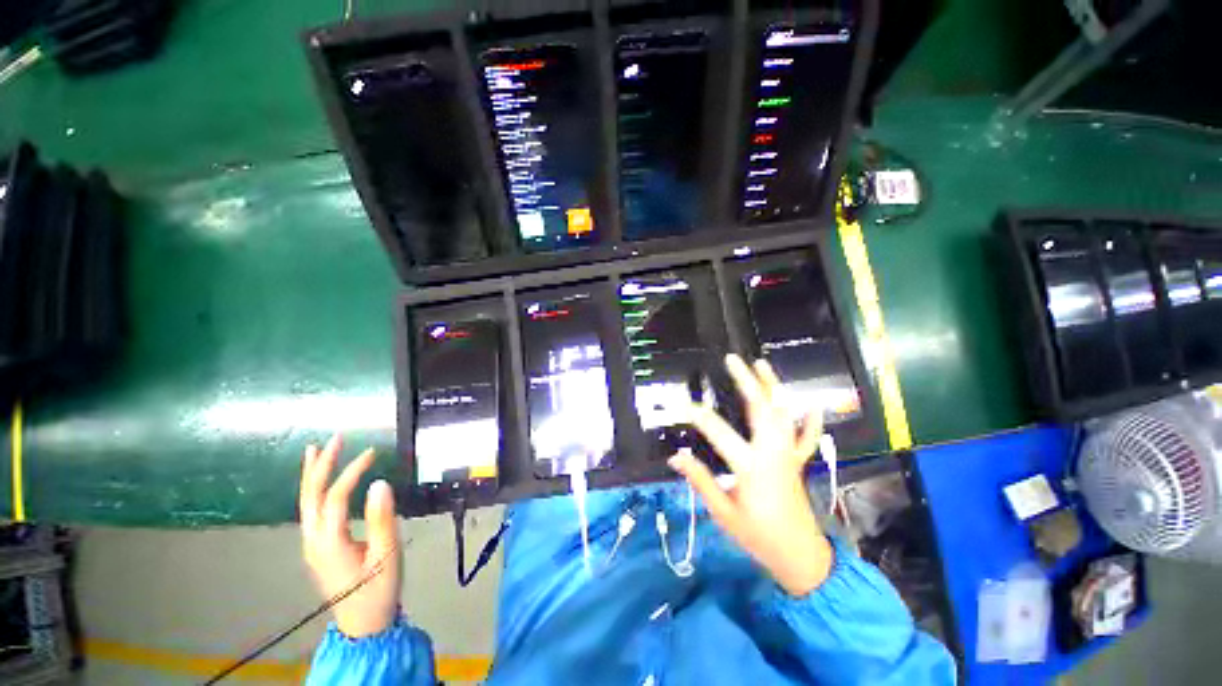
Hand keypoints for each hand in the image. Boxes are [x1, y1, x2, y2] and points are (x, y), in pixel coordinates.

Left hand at [299, 435, 400, 637]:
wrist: (363, 622)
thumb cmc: (378, 588)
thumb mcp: (387, 555)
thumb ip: (382, 519)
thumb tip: (379, 483)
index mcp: (330, 542)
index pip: (336, 497)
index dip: (352, 472)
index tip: (373, 452)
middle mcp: (313, 539)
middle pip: (310, 495)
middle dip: (321, 465)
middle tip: (337, 438)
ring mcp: (311, 543)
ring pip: (305, 502)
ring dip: (312, 473)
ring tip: (318, 449)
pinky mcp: (317, 545)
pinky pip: (310, 510)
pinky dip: (313, 488)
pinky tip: (318, 479)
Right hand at [670, 355, 832, 596]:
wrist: (800, 558)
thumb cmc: (757, 536)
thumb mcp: (723, 512)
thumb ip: (700, 481)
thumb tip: (676, 457)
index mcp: (751, 467)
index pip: (718, 432)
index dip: (699, 415)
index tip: (683, 404)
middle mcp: (772, 453)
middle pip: (761, 410)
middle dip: (747, 382)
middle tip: (733, 360)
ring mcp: (788, 455)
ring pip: (783, 414)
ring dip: (773, 387)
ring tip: (762, 364)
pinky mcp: (796, 461)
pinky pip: (806, 436)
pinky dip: (809, 419)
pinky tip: (812, 403)